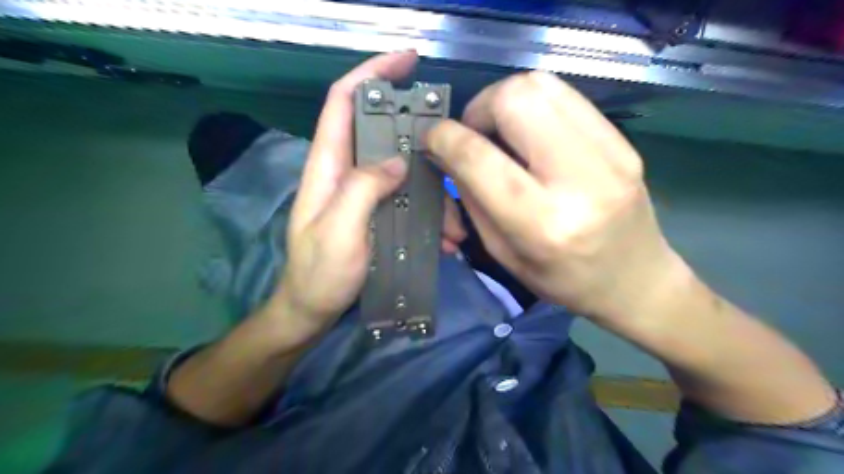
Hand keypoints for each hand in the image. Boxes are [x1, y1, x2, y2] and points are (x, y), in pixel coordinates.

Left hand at [271, 49, 463, 340]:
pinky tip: (444, 239)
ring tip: (454, 226)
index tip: (408, 62)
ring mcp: (362, 194)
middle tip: (452, 152)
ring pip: (402, 171)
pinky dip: (429, 214)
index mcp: (328, 166)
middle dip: (419, 137)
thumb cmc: (320, 273)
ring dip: (432, 191)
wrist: (312, 310)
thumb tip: (398, 160)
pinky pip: (407, 200)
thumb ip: (363, 189)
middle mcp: (346, 172)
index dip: (373, 74)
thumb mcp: (339, 230)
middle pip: (382, 132)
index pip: (344, 102)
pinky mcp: (375, 214)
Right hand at [430, 71, 684, 322]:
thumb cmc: (562, 280)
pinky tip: (530, 131)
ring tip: (500, 129)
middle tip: (473, 133)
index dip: (445, 138)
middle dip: (479, 108)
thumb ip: (471, 197)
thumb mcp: (502, 252)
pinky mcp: (623, 141)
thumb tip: (448, 151)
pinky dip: (535, 104)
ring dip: (506, 99)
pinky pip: (566, 96)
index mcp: (541, 223)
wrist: (635, 279)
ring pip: (541, 84)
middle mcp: (579, 180)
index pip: (479, 157)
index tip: (432, 138)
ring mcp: (610, 154)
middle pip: (515, 98)